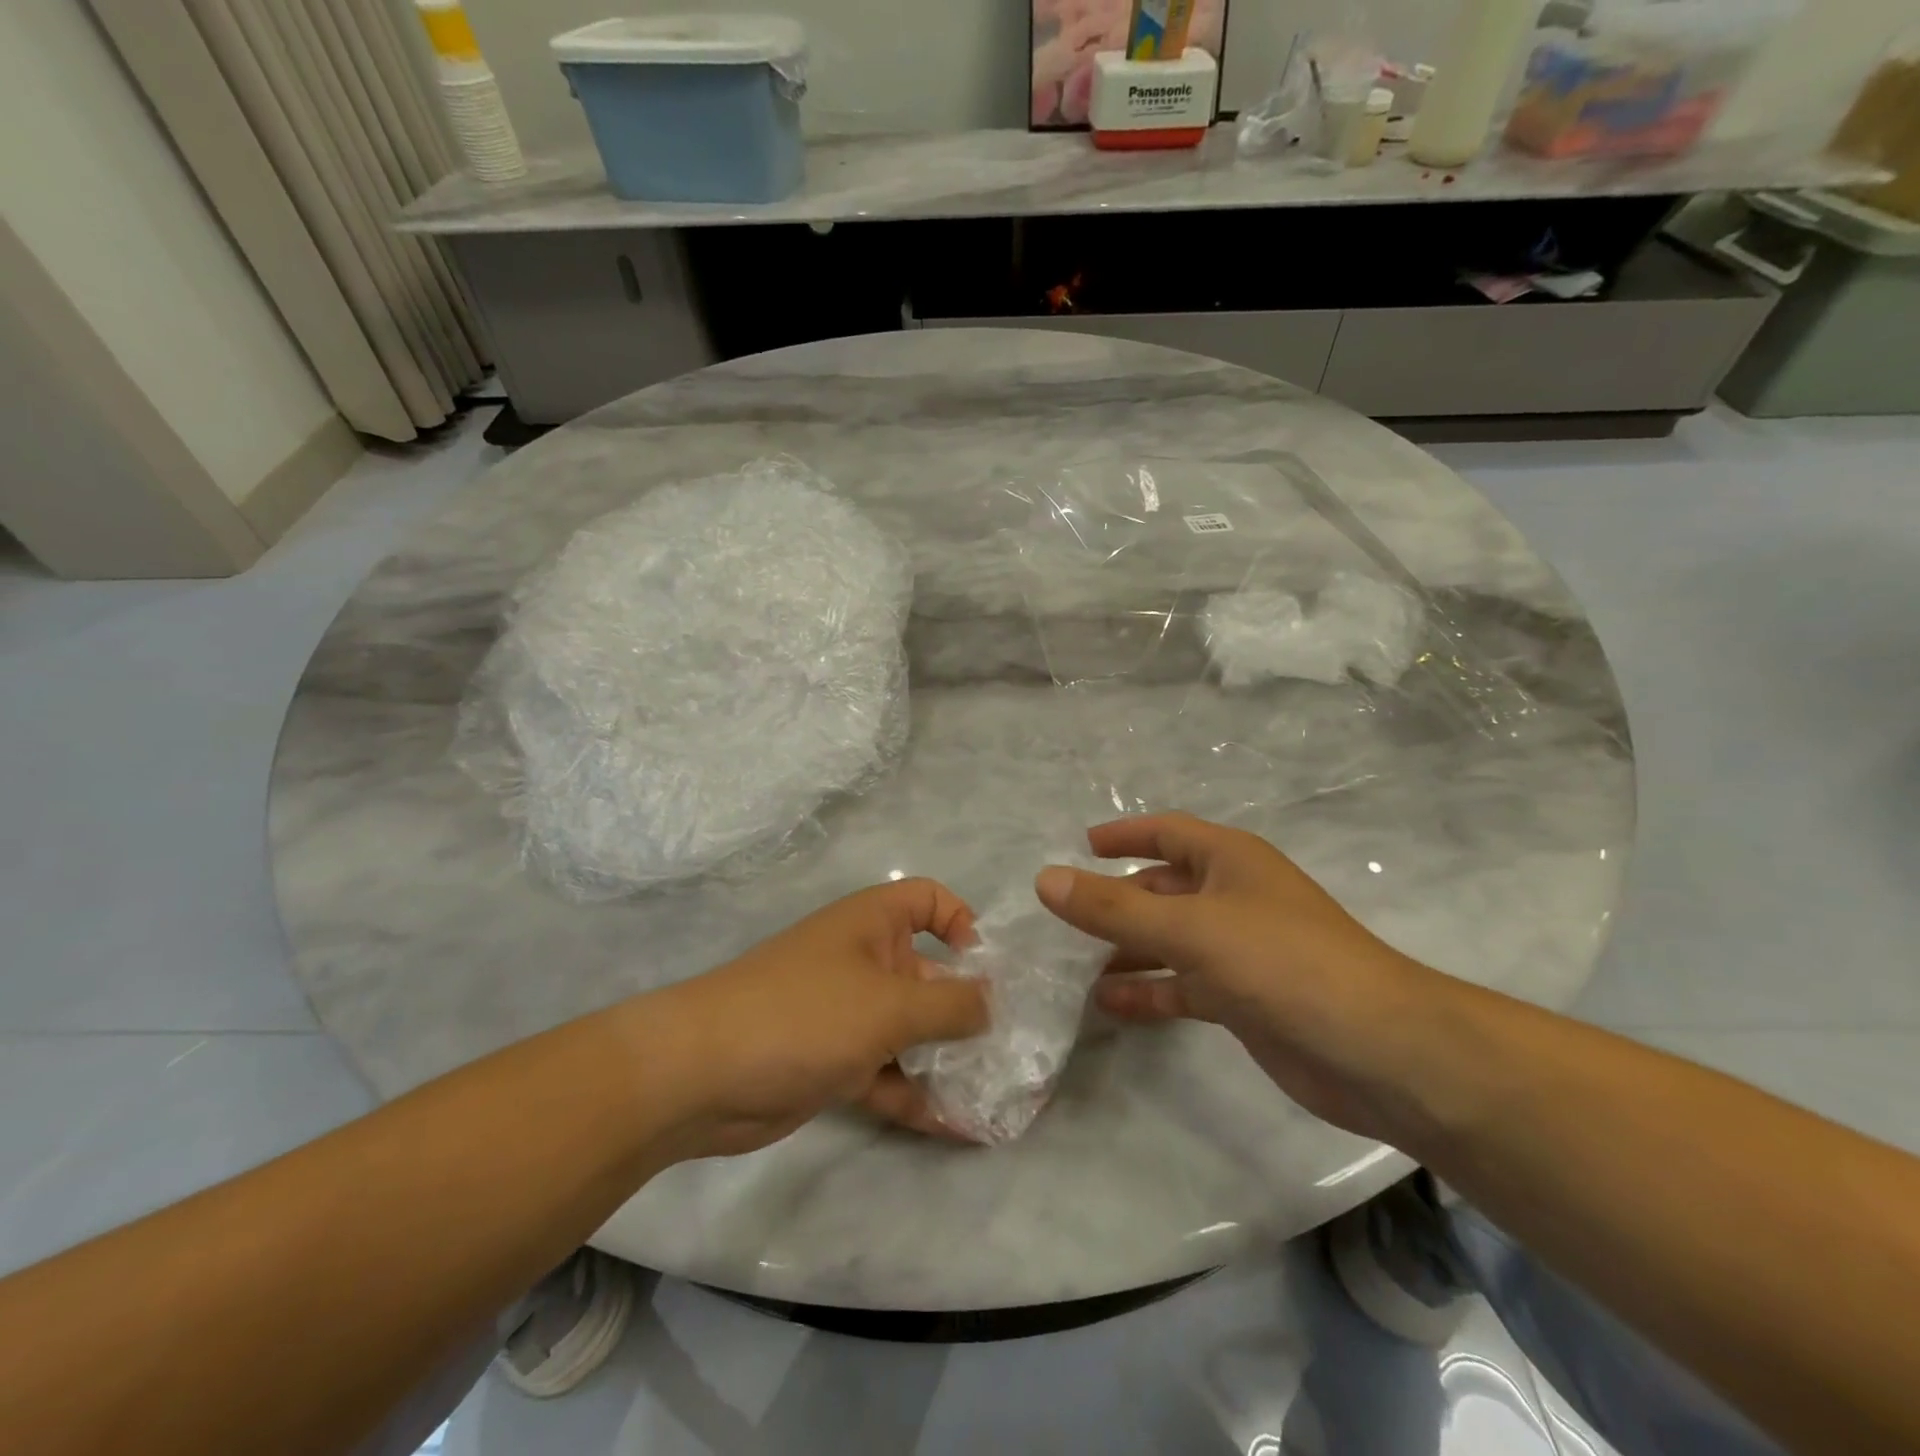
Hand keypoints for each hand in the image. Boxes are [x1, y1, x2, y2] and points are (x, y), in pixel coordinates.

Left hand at [644, 880, 990, 1157]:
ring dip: (947, 1059)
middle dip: (967, 1008)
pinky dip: (916, 1095)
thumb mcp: (889, 1006)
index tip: (989, 967)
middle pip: (928, 973)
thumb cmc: (805, 1014)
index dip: (963, 921)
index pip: (929, 900)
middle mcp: (863, 961)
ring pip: (909, 1030)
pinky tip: (958, 1129)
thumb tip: (993, 1003)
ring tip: (996, 1095)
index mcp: (873, 923)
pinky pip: (886, 1073)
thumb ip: (950, 1005)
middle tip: (1012, 1048)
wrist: (699, 1075)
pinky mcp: (832, 1063)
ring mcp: (846, 1014)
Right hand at [1035, 814, 1446, 1141]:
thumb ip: (1113, 907)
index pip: (1166, 833)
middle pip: (1162, 888)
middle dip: (1117, 900)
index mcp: (1229, 861)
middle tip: (1064, 917)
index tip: (1080, 846)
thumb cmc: (1282, 963)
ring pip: (1170, 940)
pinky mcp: (1245, 999)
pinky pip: (1184, 985)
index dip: (1124, 835)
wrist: (1379, 1052)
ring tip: (1074, 966)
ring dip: (1127, 949)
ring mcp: (1241, 950)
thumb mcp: (1190, 928)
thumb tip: (1044, 880)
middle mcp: (1233, 897)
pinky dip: (1150, 991)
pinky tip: (1110, 1006)